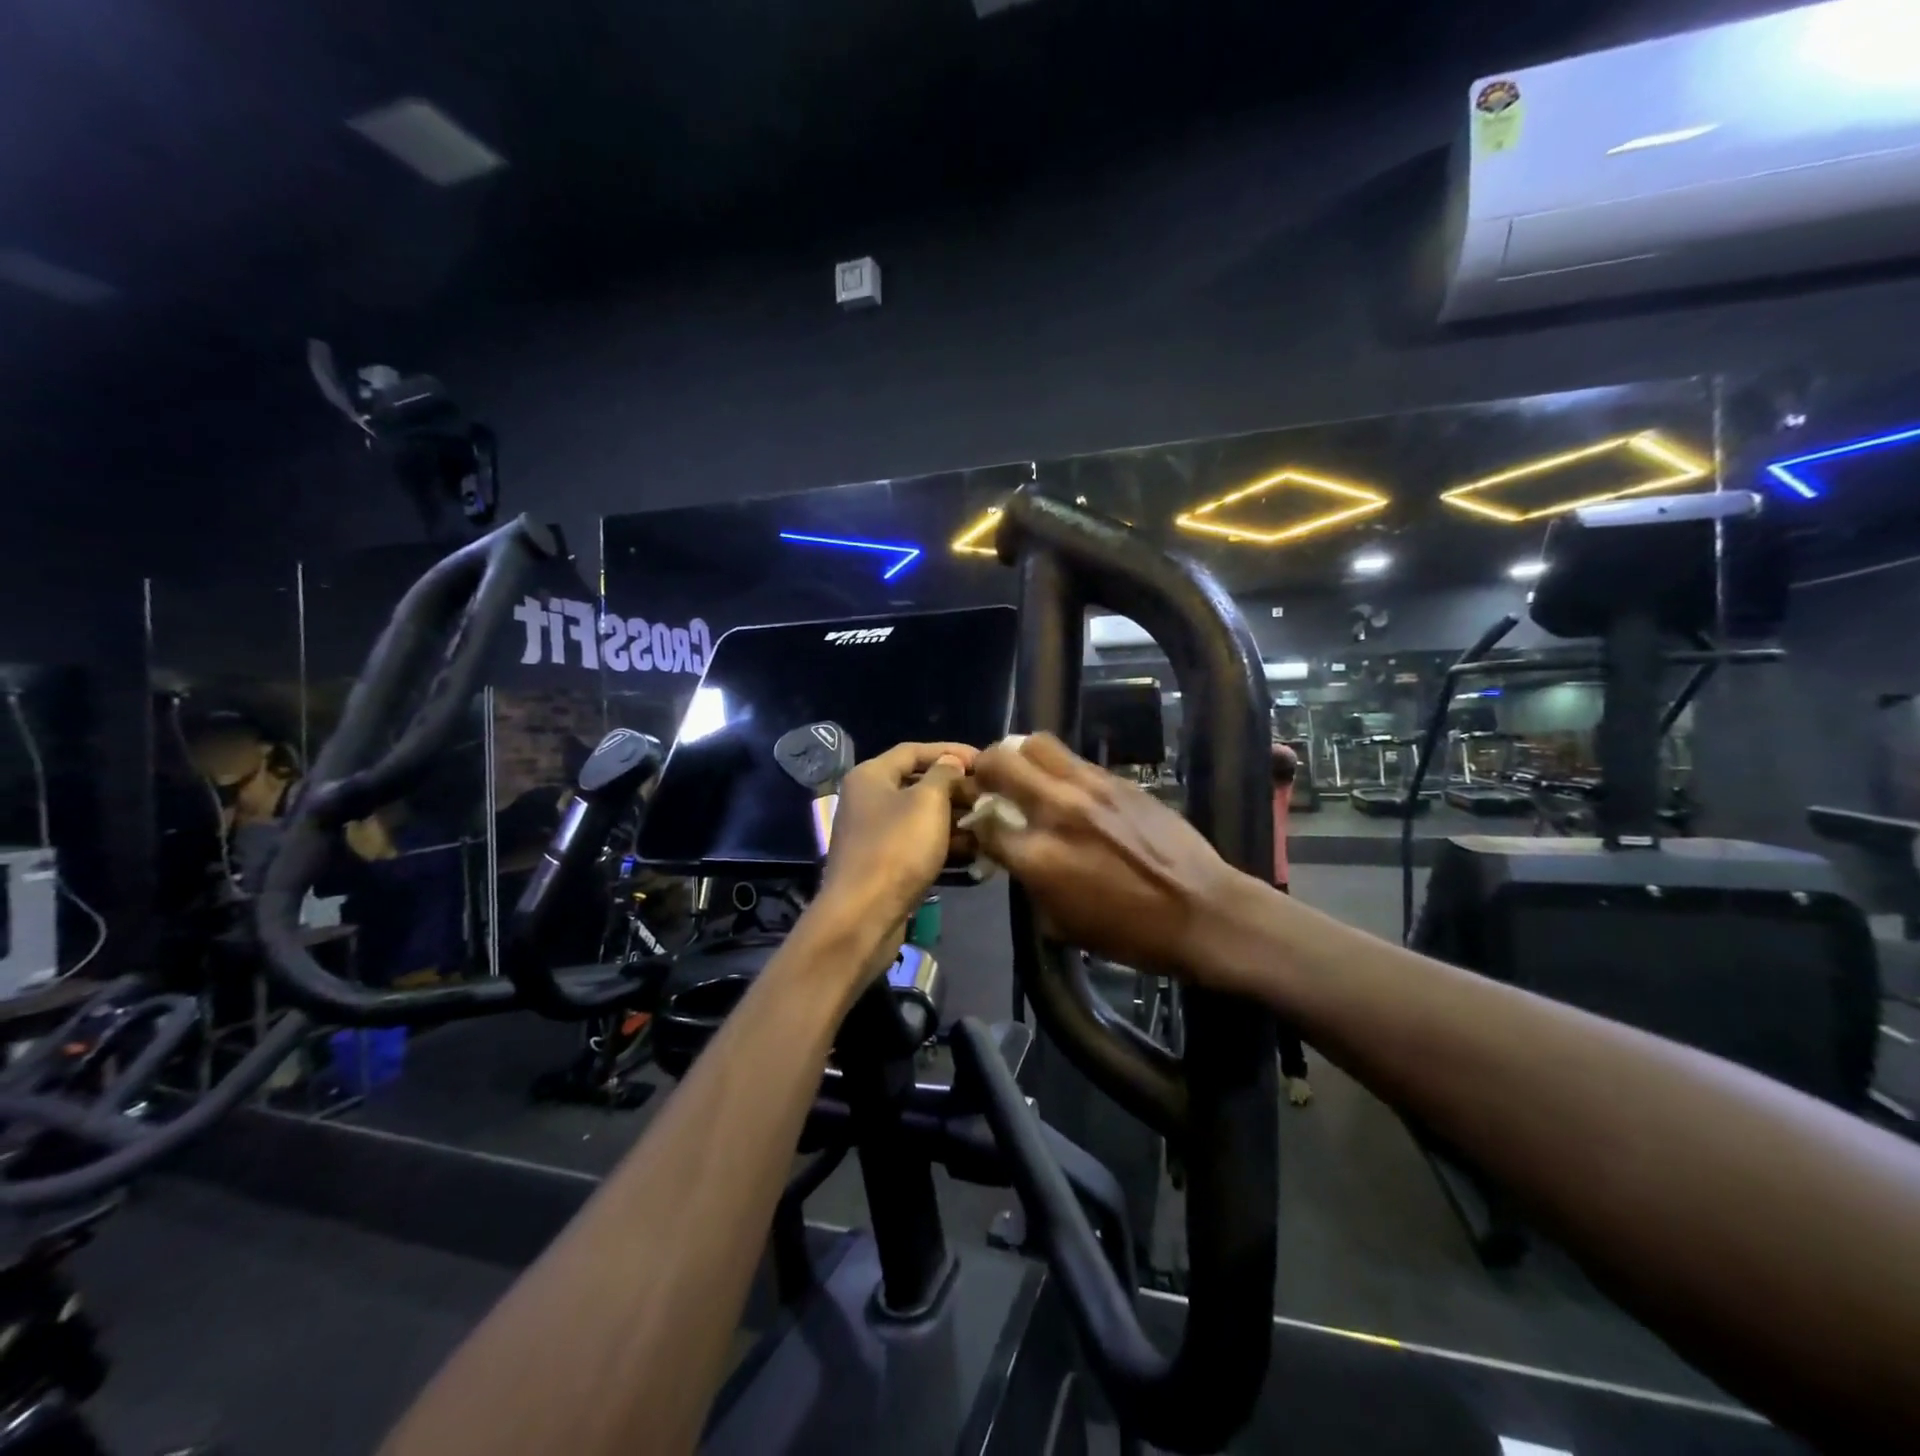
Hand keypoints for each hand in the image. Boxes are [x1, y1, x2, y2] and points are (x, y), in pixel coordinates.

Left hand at [818, 741, 976, 934]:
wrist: (863, 916)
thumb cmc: (896, 848)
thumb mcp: (927, 802)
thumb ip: (944, 775)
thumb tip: (951, 762)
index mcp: (871, 776)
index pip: (914, 751)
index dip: (950, 751)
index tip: (984, 760)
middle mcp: (868, 800)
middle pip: (918, 784)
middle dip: (956, 788)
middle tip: (991, 794)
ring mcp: (875, 834)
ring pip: (921, 817)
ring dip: (955, 818)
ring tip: (990, 822)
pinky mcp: (884, 864)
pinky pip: (919, 844)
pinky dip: (944, 844)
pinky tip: (976, 850)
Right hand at [963, 733, 1248, 984]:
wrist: (1201, 912)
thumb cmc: (1129, 933)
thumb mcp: (1061, 923)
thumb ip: (1029, 881)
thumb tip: (1016, 854)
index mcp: (1039, 856)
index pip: (986, 823)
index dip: (976, 823)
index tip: (980, 825)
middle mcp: (1058, 810)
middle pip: (1001, 762)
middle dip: (985, 769)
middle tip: (989, 780)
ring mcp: (1090, 788)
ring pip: (1037, 744)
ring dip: (1020, 755)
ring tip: (1024, 772)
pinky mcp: (1119, 780)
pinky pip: (1075, 760)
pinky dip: (1059, 768)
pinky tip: (1067, 788)